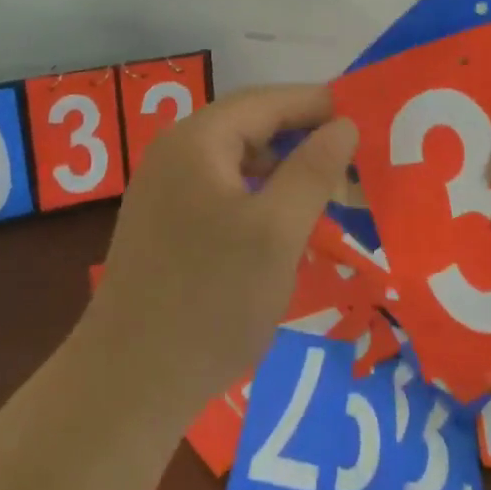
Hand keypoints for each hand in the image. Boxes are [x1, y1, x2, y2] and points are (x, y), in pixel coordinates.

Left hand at [79, 84, 357, 422]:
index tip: (365, 118)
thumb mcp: (277, 233)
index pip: (268, 100)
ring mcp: (164, 187)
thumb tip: (344, 124)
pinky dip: (258, 194)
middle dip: (303, 137)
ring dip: (282, 168)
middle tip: (353, 158)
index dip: (318, 104)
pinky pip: (221, 188)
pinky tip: (282, 223)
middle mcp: (175, 151)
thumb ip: (313, 170)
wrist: (125, 388)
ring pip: (238, 159)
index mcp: (197, 139)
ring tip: (326, 191)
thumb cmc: (210, 301)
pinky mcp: (163, 222)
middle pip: (251, 125)